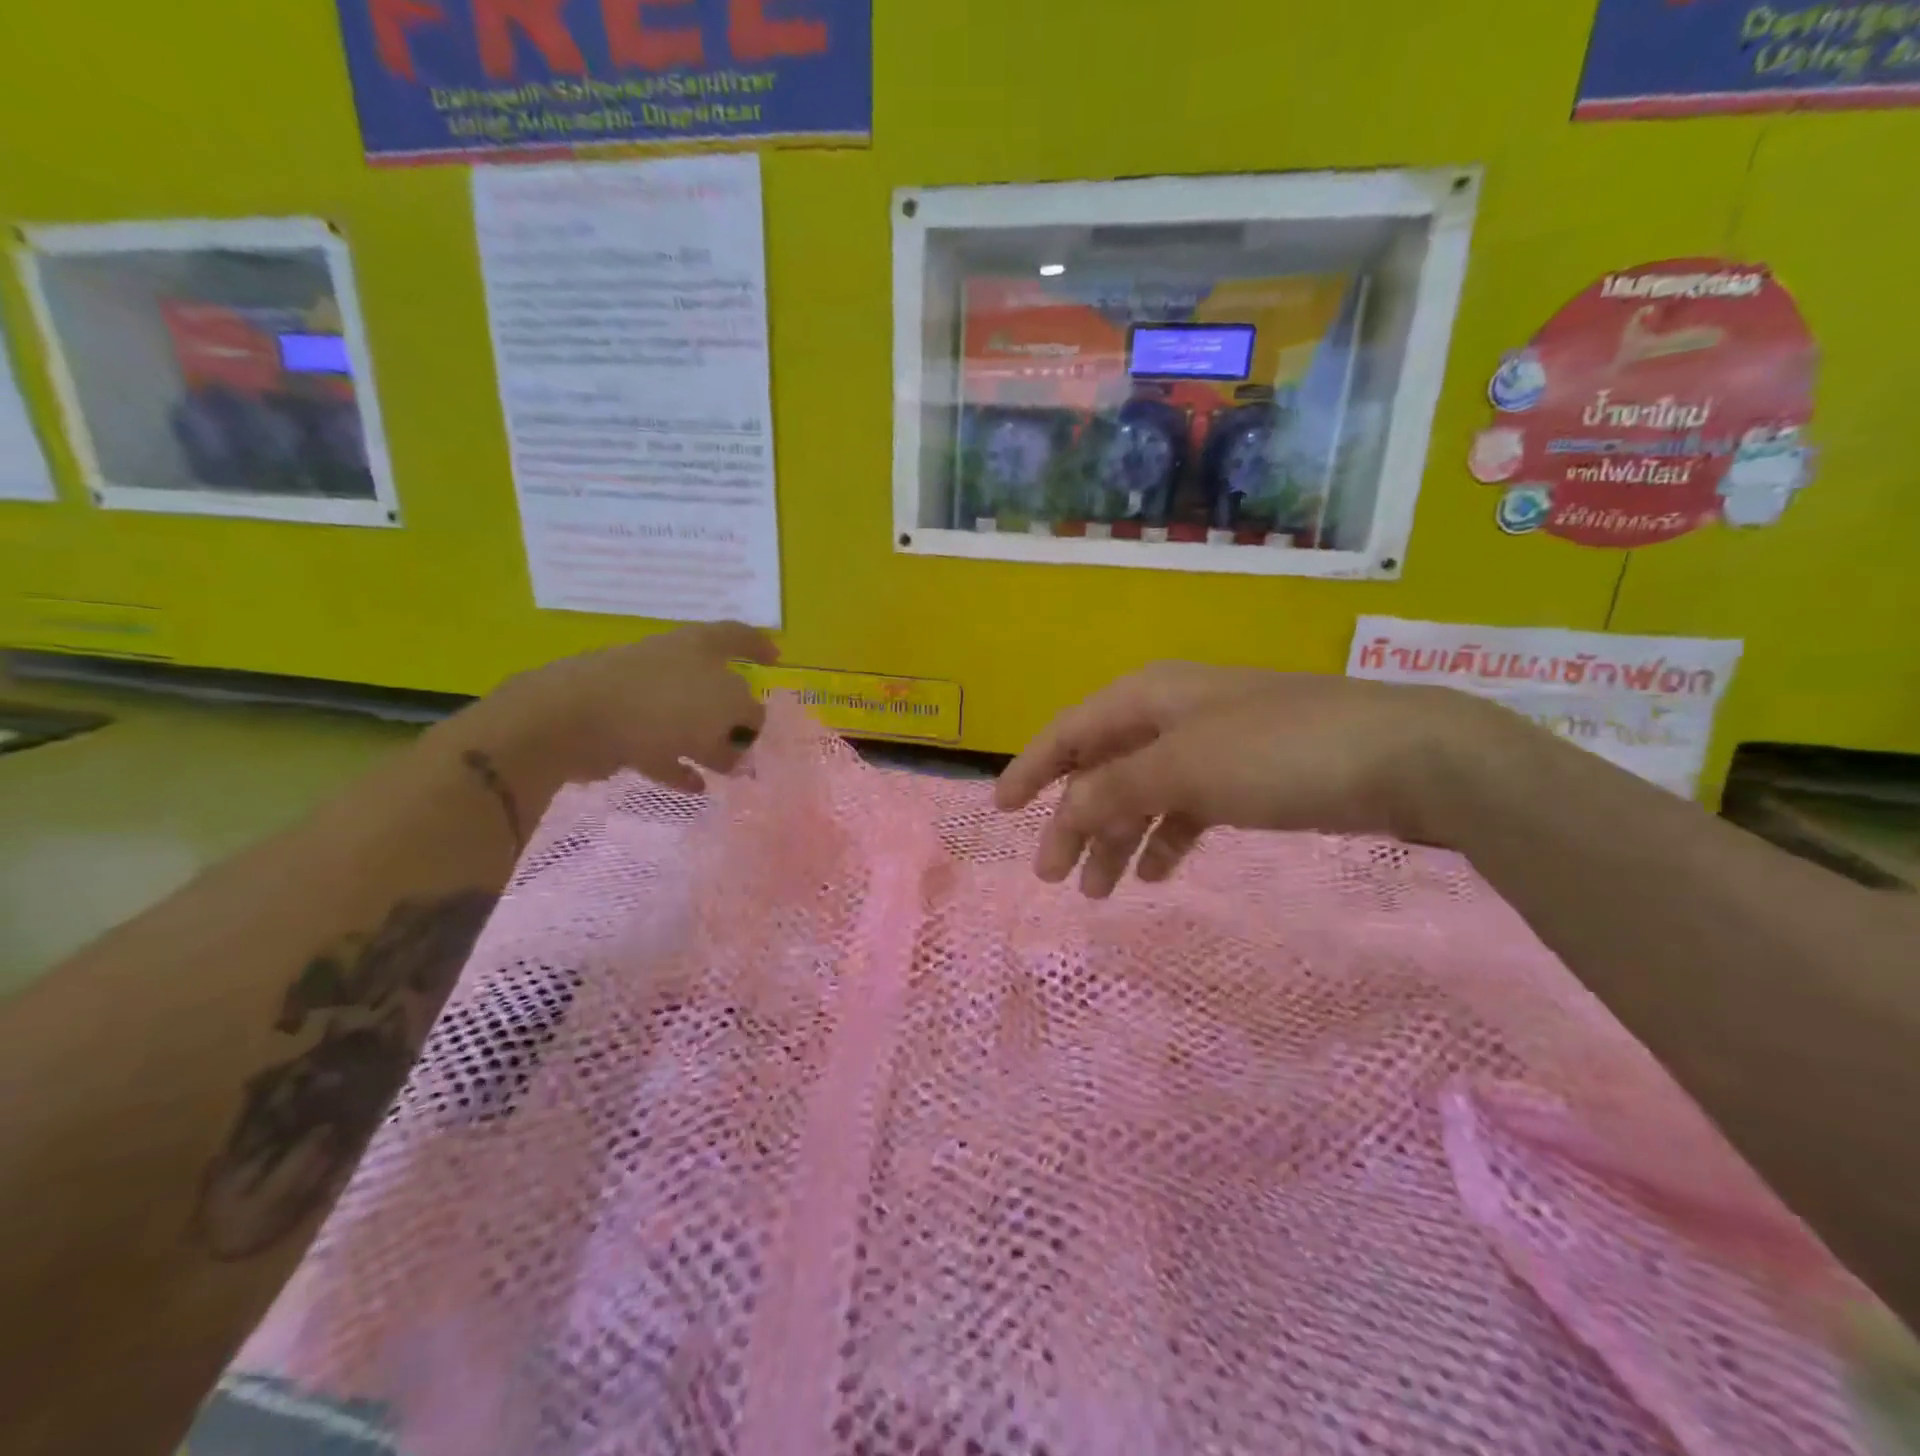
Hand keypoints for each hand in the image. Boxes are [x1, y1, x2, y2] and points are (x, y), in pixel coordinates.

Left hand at [431, 621, 778, 807]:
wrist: (575, 719)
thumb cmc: (663, 702)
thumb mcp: (727, 706)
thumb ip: (748, 717)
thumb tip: (747, 731)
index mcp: (699, 646)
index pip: (738, 636)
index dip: (759, 645)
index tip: (777, 660)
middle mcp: (672, 662)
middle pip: (714, 685)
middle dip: (735, 713)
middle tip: (752, 740)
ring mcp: (642, 694)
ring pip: (687, 719)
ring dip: (708, 744)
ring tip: (729, 772)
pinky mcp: (618, 726)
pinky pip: (659, 747)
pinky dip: (678, 765)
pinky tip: (696, 787)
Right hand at [995, 664, 1499, 897]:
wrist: (1405, 755)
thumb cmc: (1279, 752)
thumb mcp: (1183, 767)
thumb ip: (1114, 789)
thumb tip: (1065, 813)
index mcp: (1149, 696)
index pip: (1070, 731)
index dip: (1032, 768)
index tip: (1001, 811)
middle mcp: (1173, 713)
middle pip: (1103, 767)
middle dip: (1075, 820)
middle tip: (1053, 875)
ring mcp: (1212, 745)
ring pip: (1143, 793)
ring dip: (1117, 838)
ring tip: (1101, 892)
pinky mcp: (1248, 776)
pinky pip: (1186, 808)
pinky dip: (1164, 838)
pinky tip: (1154, 872)